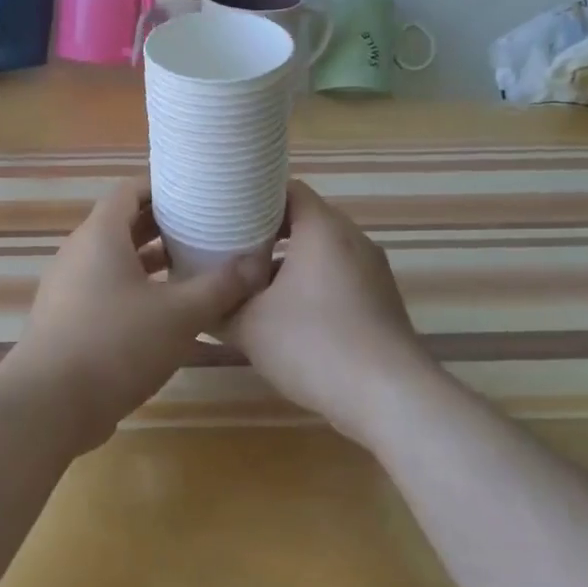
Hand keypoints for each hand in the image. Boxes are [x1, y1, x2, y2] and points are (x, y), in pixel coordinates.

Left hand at [0, 177, 270, 450]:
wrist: (49, 404)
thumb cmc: (116, 344)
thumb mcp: (179, 315)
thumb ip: (219, 286)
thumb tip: (256, 263)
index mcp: (100, 235)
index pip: (130, 191)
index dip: (162, 186)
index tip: (196, 192)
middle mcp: (78, 252)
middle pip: (122, 223)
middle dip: (161, 224)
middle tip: (203, 226)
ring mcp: (67, 286)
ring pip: (113, 259)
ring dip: (149, 259)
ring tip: (190, 265)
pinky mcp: (66, 318)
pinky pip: (103, 287)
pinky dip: (133, 287)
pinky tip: (163, 310)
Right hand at [225, 180, 428, 443]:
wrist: (389, 398)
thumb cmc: (314, 345)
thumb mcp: (249, 326)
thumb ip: (218, 306)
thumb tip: (198, 300)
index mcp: (323, 229)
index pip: (288, 188)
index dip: (253, 195)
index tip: (224, 211)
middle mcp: (353, 239)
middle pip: (304, 219)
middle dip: (265, 231)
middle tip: (228, 246)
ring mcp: (372, 271)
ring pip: (321, 251)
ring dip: (287, 262)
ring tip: (251, 282)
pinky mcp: (380, 300)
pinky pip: (338, 276)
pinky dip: (310, 283)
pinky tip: (286, 315)